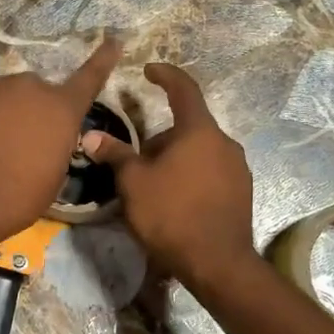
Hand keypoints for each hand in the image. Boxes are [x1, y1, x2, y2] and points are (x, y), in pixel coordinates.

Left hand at [0, 38, 122, 256]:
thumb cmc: (17, 197)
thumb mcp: (52, 178)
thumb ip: (55, 147)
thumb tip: (45, 140)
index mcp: (61, 109)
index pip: (89, 78)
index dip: (103, 60)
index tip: (113, 39)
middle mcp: (29, 88)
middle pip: (36, 93)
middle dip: (32, 112)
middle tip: (21, 144)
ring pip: (3, 97)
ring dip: (1, 116)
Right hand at [83, 63, 257, 289]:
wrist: (217, 263)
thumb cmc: (171, 214)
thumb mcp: (134, 183)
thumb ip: (115, 154)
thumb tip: (91, 136)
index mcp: (199, 131)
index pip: (183, 89)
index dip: (165, 75)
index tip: (149, 70)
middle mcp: (225, 142)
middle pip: (188, 127)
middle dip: (160, 138)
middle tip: (135, 161)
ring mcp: (238, 169)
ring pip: (199, 152)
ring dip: (175, 159)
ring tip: (153, 185)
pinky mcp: (242, 193)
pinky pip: (211, 172)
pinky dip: (191, 176)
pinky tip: (175, 202)